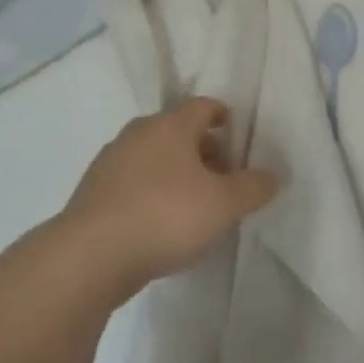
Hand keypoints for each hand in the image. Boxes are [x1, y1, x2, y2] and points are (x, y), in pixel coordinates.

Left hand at [59, 96, 277, 288]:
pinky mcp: (92, 194)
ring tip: (196, 203)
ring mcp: (109, 163)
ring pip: (153, 158)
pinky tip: (162, 223)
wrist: (90, 256)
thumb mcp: (224, 204)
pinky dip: (152, 192)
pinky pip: (133, 183)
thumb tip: (272, 176)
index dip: (223, 116)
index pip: (202, 106)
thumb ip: (253, 187)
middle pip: (177, 132)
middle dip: (203, 149)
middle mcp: (137, 135)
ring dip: (176, 173)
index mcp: (170, 127)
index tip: (237, 133)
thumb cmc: (166, 217)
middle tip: (224, 175)